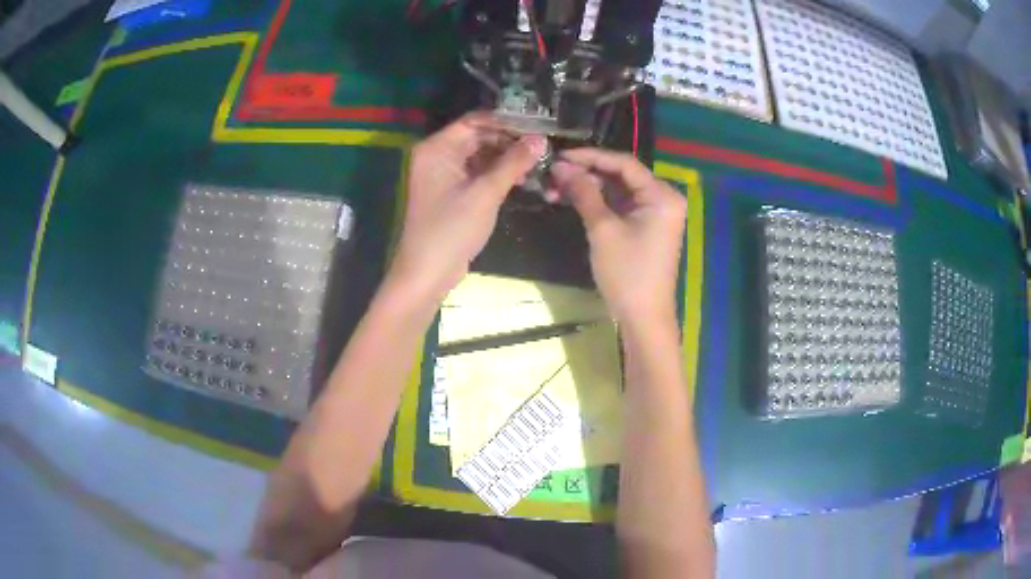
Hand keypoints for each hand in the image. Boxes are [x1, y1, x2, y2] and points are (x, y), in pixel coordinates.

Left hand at [391, 114, 546, 297]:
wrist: (428, 273)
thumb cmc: (452, 229)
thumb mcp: (486, 193)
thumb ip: (513, 162)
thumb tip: (541, 139)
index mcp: (437, 148)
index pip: (474, 121)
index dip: (505, 122)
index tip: (537, 126)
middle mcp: (437, 155)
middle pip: (477, 137)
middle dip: (508, 141)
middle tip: (541, 147)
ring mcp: (443, 174)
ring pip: (479, 155)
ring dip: (505, 158)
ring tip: (536, 163)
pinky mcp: (451, 191)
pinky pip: (476, 173)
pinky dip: (496, 173)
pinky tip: (520, 178)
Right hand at [549, 148, 686, 325]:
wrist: (643, 318)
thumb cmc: (627, 273)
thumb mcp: (602, 229)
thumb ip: (583, 192)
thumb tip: (560, 166)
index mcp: (662, 195)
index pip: (624, 163)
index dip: (590, 156)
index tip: (559, 155)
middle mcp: (663, 198)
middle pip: (621, 175)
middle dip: (586, 174)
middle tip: (552, 175)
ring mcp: (655, 213)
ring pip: (618, 190)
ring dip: (589, 188)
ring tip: (555, 189)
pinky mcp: (646, 226)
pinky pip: (620, 206)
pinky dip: (598, 203)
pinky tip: (572, 200)